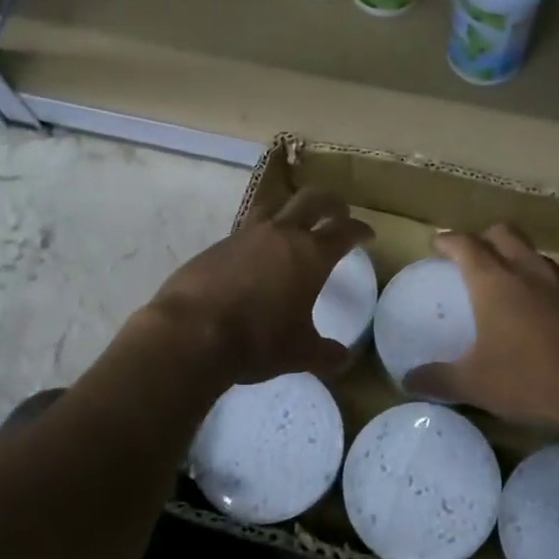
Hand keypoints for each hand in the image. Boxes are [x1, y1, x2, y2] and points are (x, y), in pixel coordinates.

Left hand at [142, 189, 373, 386]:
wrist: (191, 332)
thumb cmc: (257, 341)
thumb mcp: (299, 353)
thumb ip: (325, 353)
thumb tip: (342, 357)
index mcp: (310, 254)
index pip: (344, 231)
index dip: (359, 230)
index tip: (367, 234)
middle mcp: (280, 234)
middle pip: (312, 201)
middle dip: (330, 203)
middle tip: (339, 211)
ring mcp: (245, 235)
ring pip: (275, 205)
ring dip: (291, 209)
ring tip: (295, 221)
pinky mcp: (217, 245)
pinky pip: (246, 228)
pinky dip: (259, 234)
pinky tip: (256, 253)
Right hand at [405, 224, 558, 426]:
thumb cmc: (531, 380)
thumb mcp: (475, 384)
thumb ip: (438, 379)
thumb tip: (407, 380)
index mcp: (494, 281)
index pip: (465, 245)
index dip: (448, 241)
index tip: (438, 244)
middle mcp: (528, 270)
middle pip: (503, 233)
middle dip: (484, 239)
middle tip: (473, 257)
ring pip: (534, 254)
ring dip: (517, 260)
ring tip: (508, 285)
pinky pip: (558, 280)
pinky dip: (543, 286)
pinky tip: (543, 314)